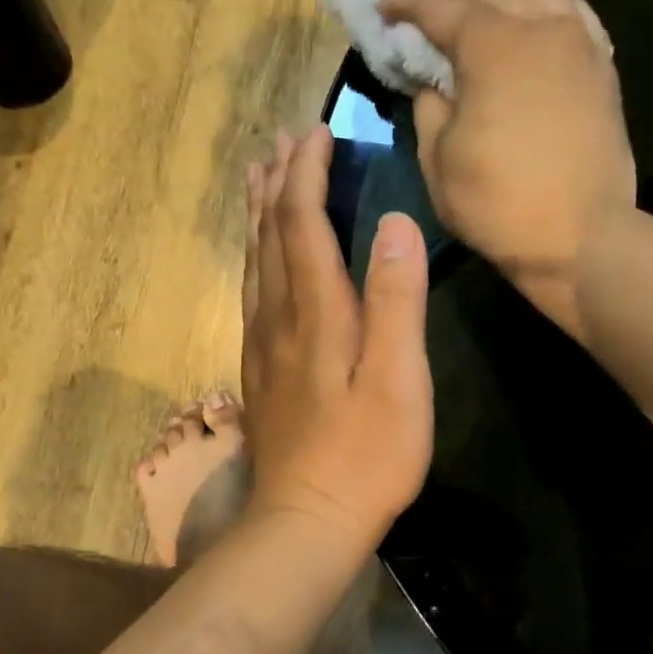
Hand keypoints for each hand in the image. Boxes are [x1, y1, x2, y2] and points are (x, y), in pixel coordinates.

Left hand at [240, 126, 433, 550]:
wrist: (307, 521)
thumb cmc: (366, 455)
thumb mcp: (398, 379)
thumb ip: (396, 300)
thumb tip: (394, 222)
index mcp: (316, 312)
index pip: (303, 223)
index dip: (309, 175)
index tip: (319, 132)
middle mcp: (279, 318)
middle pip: (270, 235)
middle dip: (278, 183)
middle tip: (284, 141)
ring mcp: (263, 347)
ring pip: (255, 263)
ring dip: (260, 215)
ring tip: (262, 180)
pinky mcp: (261, 372)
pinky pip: (253, 294)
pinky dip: (257, 258)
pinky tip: (261, 261)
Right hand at [379, 0, 635, 331]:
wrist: (581, 237)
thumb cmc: (500, 205)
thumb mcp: (439, 163)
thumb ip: (429, 108)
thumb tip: (432, 81)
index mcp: (492, 46)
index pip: (440, 3)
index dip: (406, 1)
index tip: (384, 8)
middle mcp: (539, 27)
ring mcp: (578, 43)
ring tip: (478, 0)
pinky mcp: (601, 67)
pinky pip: (572, 13)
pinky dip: (543, 6)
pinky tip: (533, 19)